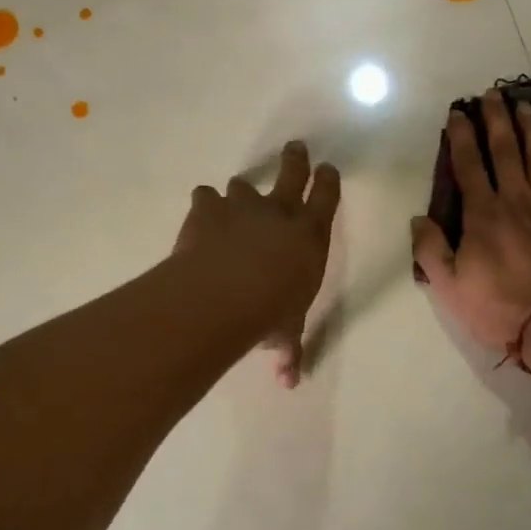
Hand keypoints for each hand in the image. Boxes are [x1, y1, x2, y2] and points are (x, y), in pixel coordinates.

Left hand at [175, 141, 341, 386]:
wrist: (224, 294)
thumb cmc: (269, 313)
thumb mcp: (284, 333)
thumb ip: (287, 350)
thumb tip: (289, 382)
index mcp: (310, 235)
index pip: (327, 198)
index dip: (328, 181)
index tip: (328, 168)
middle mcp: (279, 212)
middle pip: (292, 172)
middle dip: (295, 159)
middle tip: (296, 147)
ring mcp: (242, 206)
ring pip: (243, 184)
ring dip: (240, 191)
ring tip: (234, 198)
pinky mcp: (207, 209)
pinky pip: (206, 197)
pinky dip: (205, 206)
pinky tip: (201, 215)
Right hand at [412, 89, 530, 356]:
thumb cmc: (499, 309)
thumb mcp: (448, 287)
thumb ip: (430, 249)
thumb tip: (418, 218)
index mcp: (483, 215)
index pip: (469, 165)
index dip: (462, 136)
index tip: (458, 113)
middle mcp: (518, 201)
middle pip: (506, 151)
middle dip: (497, 120)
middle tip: (493, 94)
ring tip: (527, 105)